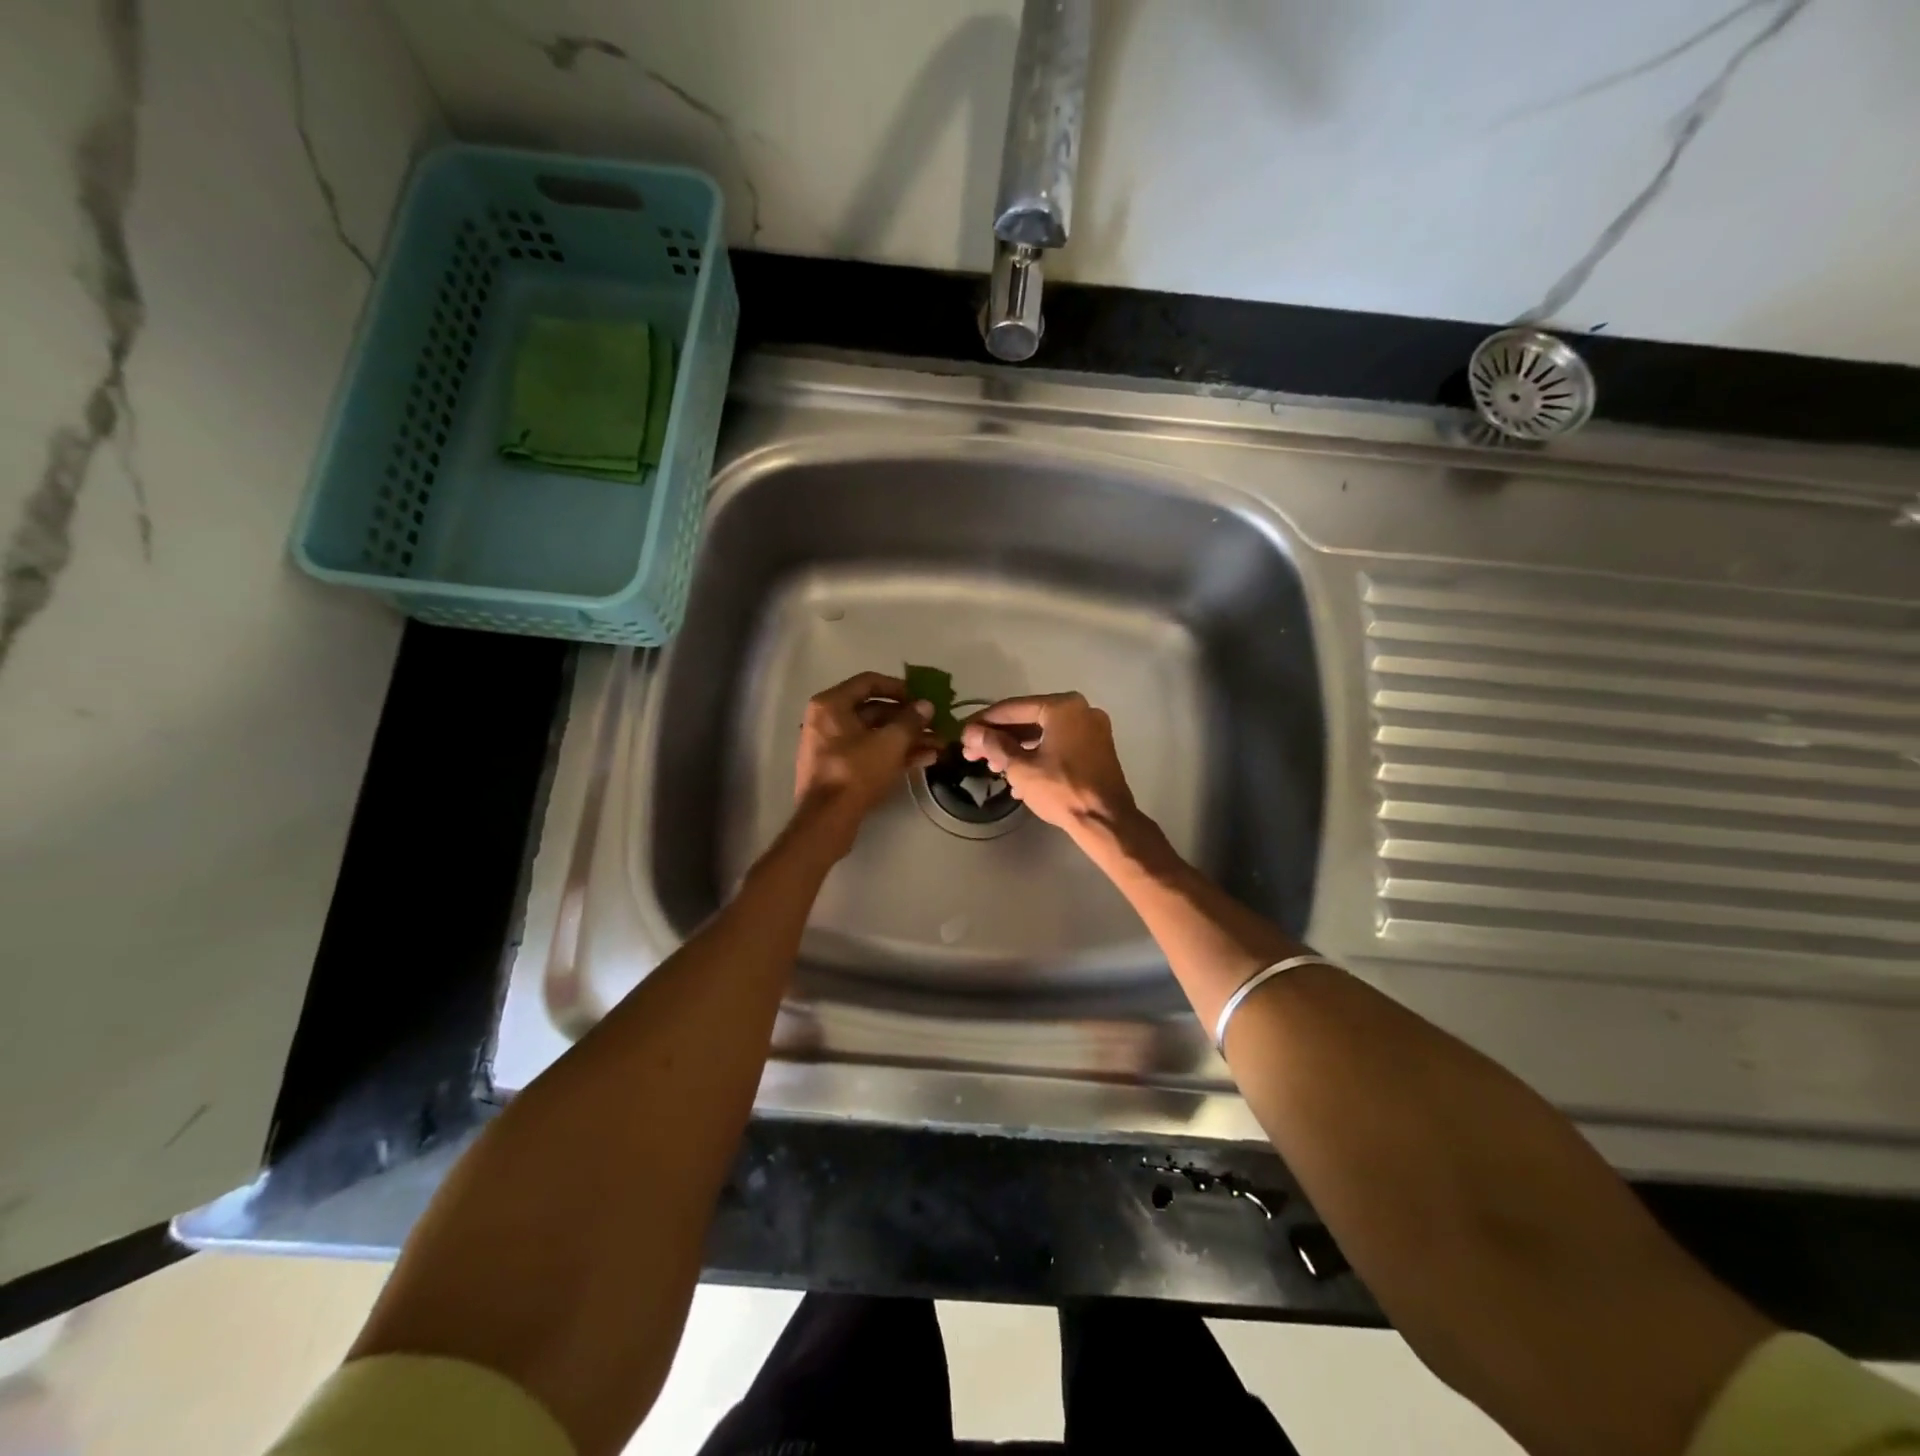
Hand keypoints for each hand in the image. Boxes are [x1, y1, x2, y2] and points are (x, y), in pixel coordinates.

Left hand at [793, 671, 938, 857]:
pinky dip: (893, 754)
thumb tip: (926, 706)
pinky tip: (924, 760)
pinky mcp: (838, 769)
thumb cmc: (856, 771)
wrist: (827, 820)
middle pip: (874, 710)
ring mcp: (831, 746)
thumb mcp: (890, 742)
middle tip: (936, 725)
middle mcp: (827, 720)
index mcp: (832, 704)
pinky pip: (869, 752)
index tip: (922, 697)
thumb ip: (911, 720)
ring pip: (875, 734)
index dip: (900, 687)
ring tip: (938, 746)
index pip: (869, 682)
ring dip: (907, 738)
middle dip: (909, 719)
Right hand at [959, 692, 1139, 840]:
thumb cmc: (1061, 789)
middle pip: (1028, 720)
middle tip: (973, 753)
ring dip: (1016, 750)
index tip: (964, 734)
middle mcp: (1080, 710)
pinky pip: (1059, 745)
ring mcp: (1091, 730)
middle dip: (999, 738)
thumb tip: (972, 733)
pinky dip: (1038, 756)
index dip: (984, 722)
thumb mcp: (1021, 767)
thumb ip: (994, 745)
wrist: (1105, 821)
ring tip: (993, 769)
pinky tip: (1018, 779)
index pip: (1013, 708)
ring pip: (1043, 734)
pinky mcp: (1096, 750)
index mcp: (1063, 706)